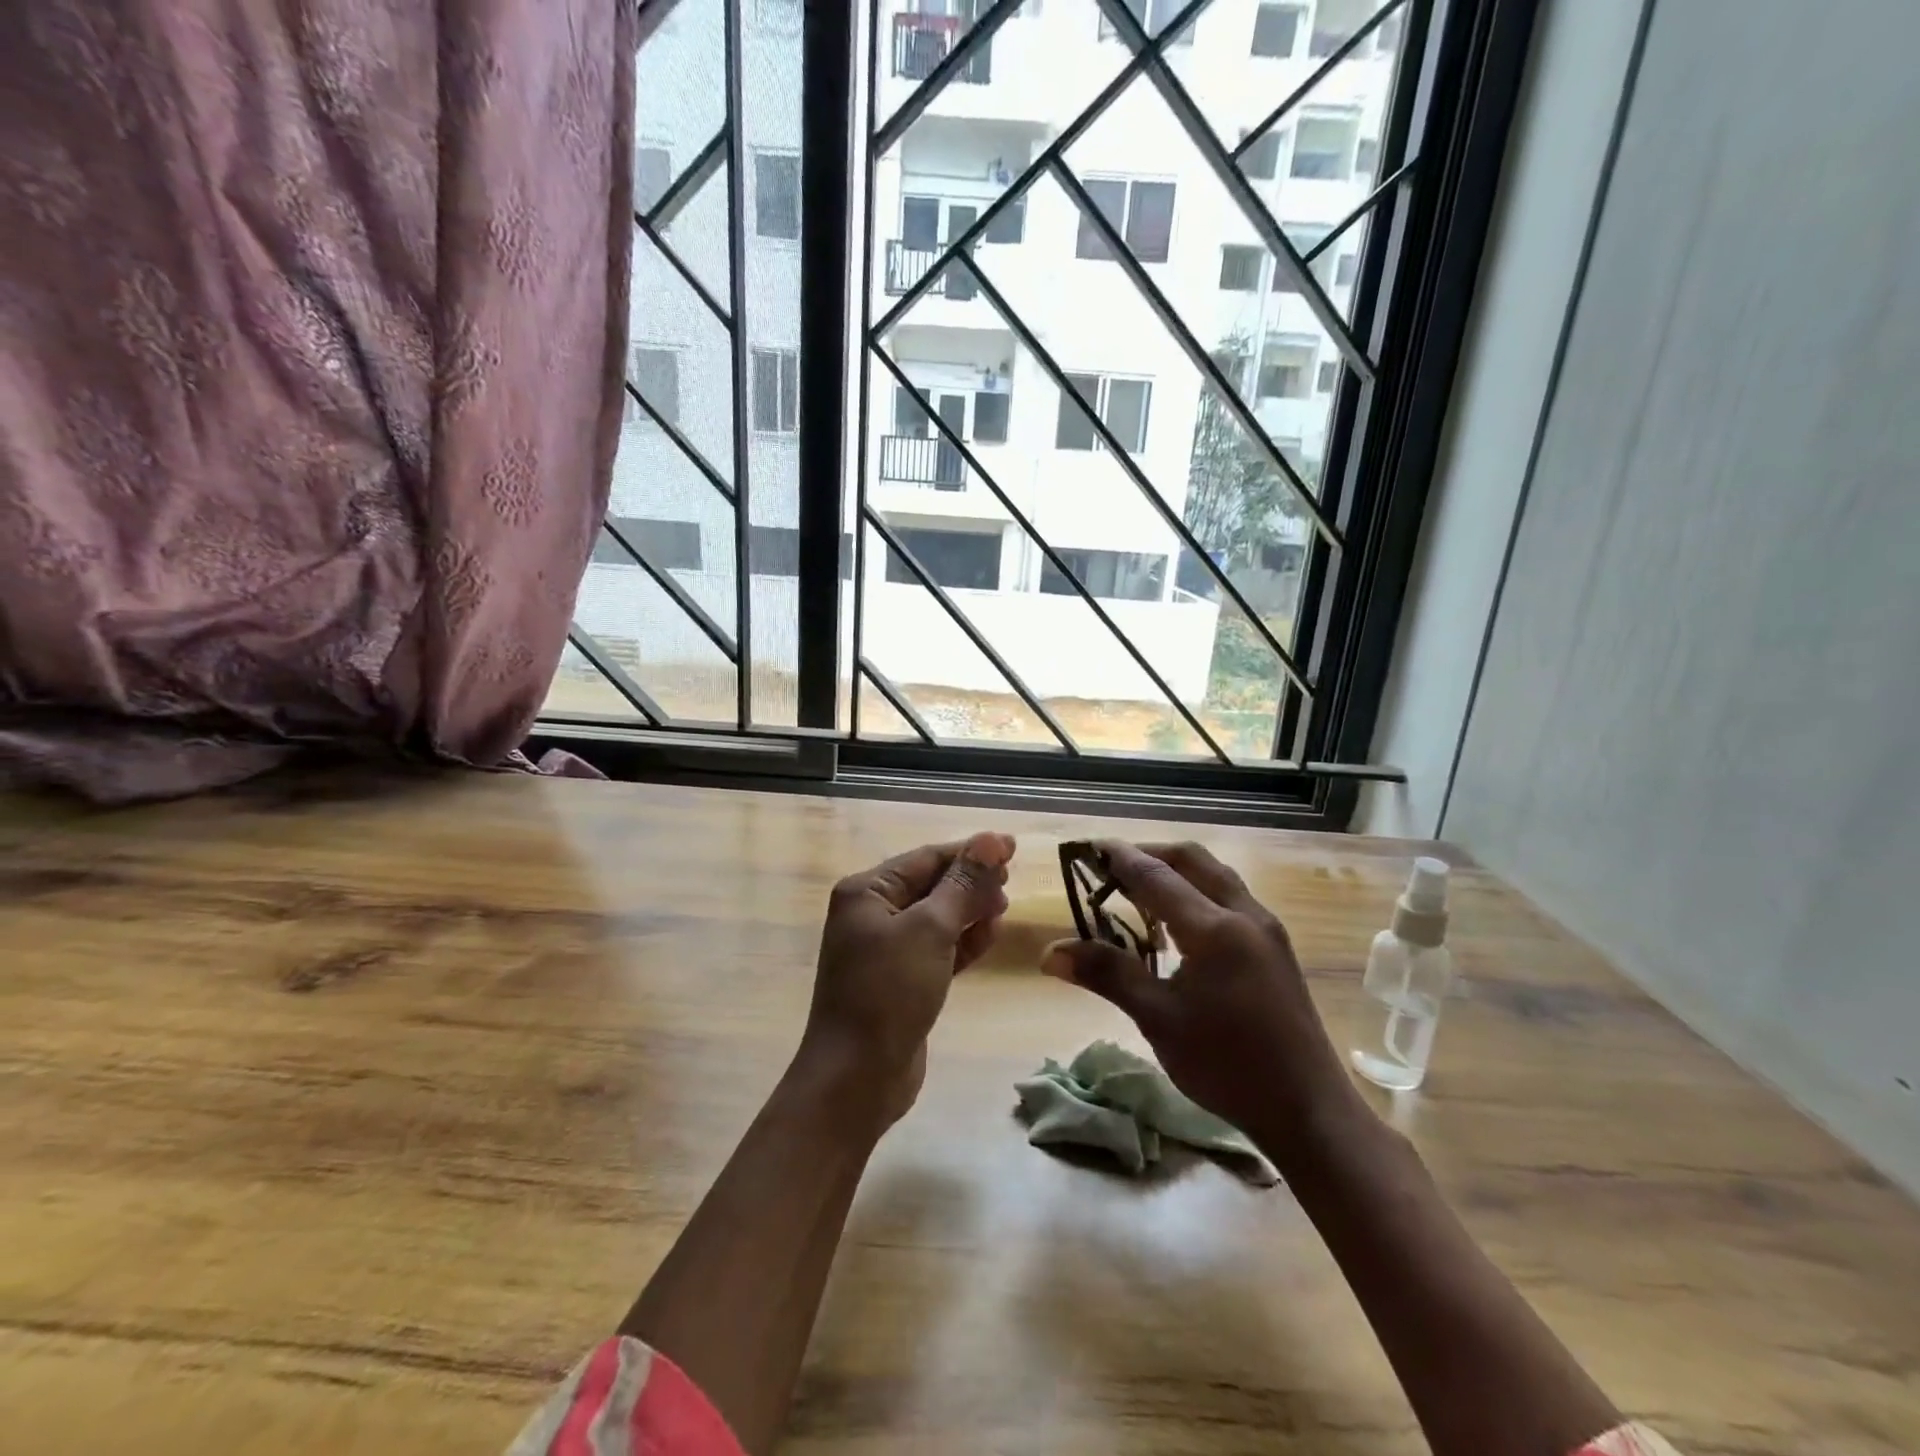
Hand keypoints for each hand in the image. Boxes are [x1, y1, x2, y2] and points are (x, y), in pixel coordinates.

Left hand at [800, 832, 1015, 1128]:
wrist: (857, 1078)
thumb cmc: (889, 992)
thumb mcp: (930, 930)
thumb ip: (963, 884)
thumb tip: (991, 840)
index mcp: (867, 891)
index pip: (927, 858)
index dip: (971, 852)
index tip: (1013, 848)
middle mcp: (872, 914)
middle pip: (932, 885)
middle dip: (971, 882)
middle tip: (1010, 884)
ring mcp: (885, 949)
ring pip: (938, 917)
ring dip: (970, 911)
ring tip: (1004, 910)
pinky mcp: (901, 980)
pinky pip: (937, 948)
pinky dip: (962, 941)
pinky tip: (989, 937)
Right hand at [1041, 840, 1360, 1157]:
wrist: (1308, 1111)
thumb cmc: (1227, 1065)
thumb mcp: (1158, 1019)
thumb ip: (1107, 975)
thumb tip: (1049, 953)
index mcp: (1214, 928)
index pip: (1156, 875)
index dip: (1118, 858)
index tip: (1086, 846)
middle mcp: (1245, 914)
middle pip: (1191, 860)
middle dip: (1149, 854)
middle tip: (1110, 867)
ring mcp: (1266, 930)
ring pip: (1214, 877)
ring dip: (1175, 873)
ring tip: (1137, 892)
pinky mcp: (1275, 949)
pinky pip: (1229, 899)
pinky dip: (1196, 893)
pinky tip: (1177, 925)